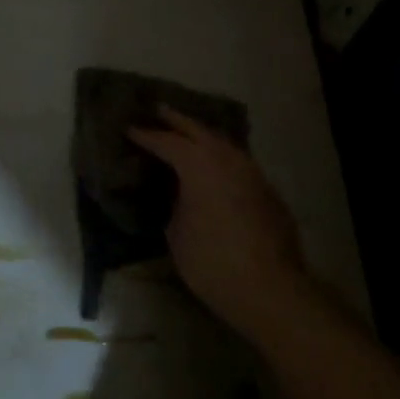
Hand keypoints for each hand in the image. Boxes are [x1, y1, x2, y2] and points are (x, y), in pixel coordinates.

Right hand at [129, 107, 310, 342]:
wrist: (269, 288)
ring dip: (203, 135)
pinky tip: (215, 166)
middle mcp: (227, 158)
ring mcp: (252, 172)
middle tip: (158, 110)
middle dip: (176, 120)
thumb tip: (180, 195)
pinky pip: (238, 162)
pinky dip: (221, 157)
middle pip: (198, 130)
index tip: (130, 129)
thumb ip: (176, 203)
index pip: (166, 142)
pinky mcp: (267, 191)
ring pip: (223, 143)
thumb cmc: (210, 260)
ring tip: (187, 133)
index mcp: (198, 164)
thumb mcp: (176, 231)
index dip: (146, 136)